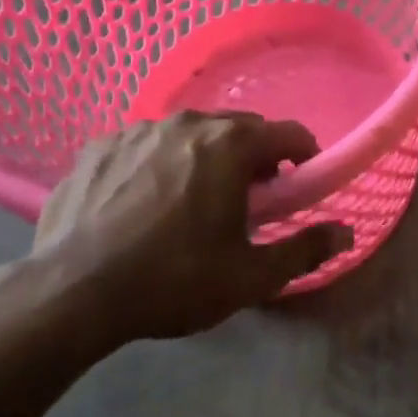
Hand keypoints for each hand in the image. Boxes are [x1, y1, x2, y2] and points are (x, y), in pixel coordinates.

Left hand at [30, 112, 351, 353]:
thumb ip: (304, 249)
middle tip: (248, 200)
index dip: (303, 155)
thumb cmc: (173, 280)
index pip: (287, 132)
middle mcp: (188, 122)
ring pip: (188, 134)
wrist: (71, 294)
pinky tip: (141, 202)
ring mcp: (137, 129)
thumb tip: (346, 232)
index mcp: (230, 144)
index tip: (298, 183)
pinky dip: (155, 164)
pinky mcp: (98, 146)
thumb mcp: (249, 277)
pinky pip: (143, 146)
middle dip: (252, 157)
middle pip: (237, 129)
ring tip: (191, 201)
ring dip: (203, 157)